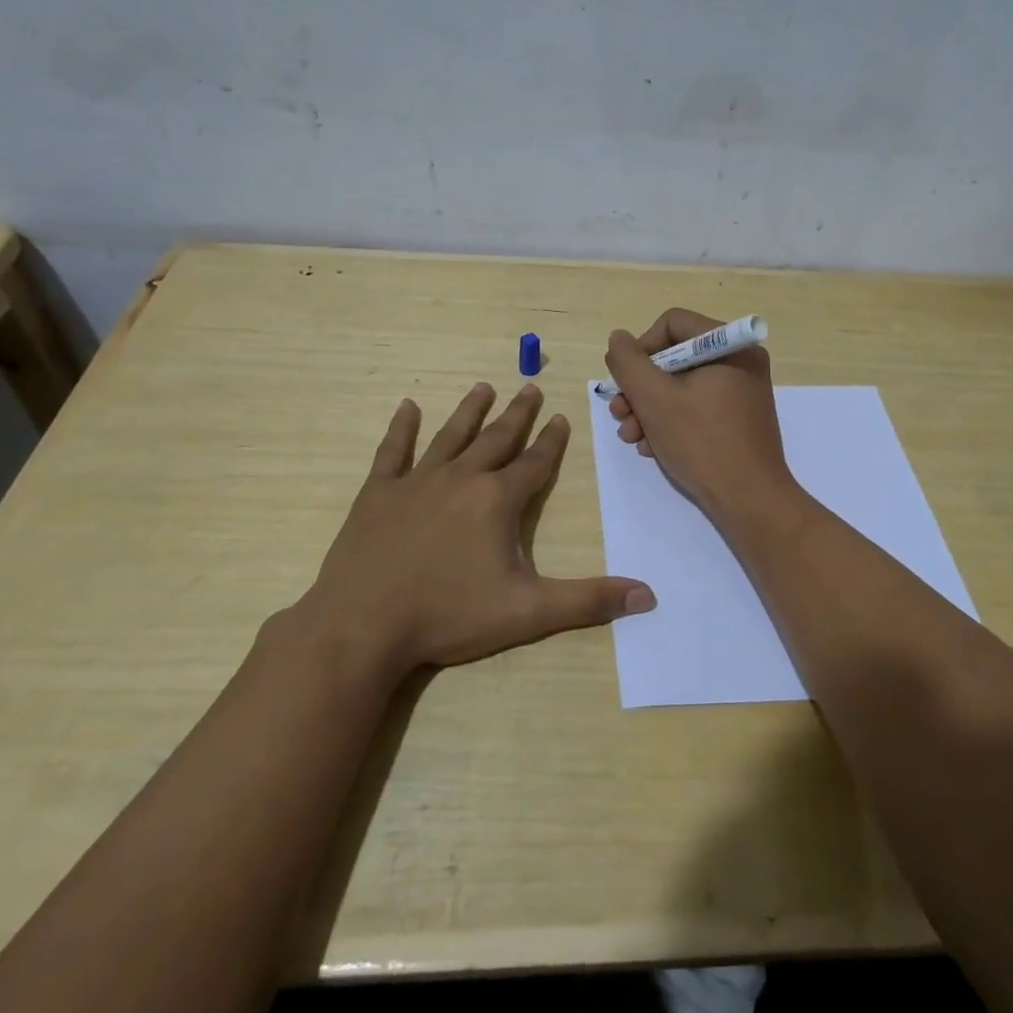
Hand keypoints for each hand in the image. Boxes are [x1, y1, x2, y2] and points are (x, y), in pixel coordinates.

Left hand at [298, 383, 654, 676]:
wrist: (364, 625)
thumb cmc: (449, 615)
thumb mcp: (528, 612)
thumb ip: (588, 601)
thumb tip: (648, 596)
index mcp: (497, 500)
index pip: (534, 463)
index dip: (551, 441)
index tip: (561, 416)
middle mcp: (461, 478)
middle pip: (497, 439)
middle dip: (517, 414)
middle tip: (530, 387)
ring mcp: (416, 482)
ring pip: (450, 436)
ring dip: (469, 411)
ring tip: (483, 387)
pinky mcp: (378, 494)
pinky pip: (392, 452)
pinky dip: (401, 429)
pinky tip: (406, 407)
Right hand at [604, 309, 800, 524]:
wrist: (749, 500)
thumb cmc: (701, 442)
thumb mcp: (654, 398)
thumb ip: (628, 362)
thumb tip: (619, 339)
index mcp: (730, 346)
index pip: (672, 324)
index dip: (641, 349)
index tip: (625, 381)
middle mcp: (740, 362)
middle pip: (674, 358)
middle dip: (640, 388)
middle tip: (619, 414)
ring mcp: (741, 392)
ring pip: (681, 386)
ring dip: (648, 409)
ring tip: (631, 437)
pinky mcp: (737, 420)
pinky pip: (696, 407)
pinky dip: (670, 422)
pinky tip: (652, 447)